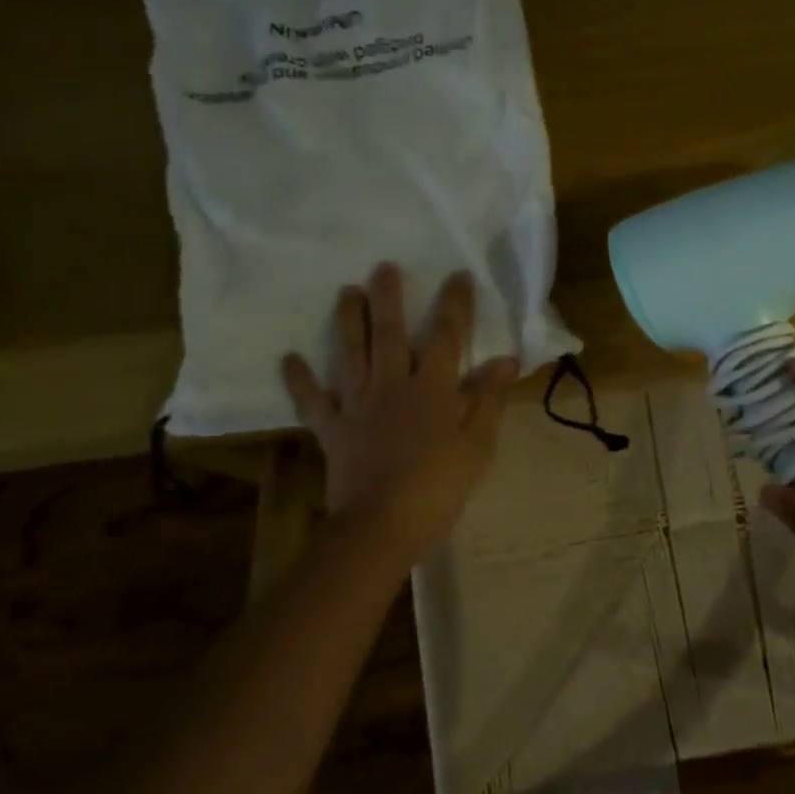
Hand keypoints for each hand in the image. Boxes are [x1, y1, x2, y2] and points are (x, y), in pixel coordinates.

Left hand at [282, 264, 518, 559]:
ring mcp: (357, 406)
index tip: (458, 274)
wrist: (382, 526)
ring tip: (346, 292)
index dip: (454, 305)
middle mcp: (392, 386)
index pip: (446, 337)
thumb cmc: (438, 485)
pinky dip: (300, 380)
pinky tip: (289, 358)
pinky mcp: (332, 430)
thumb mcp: (477, 443)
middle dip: (389, 299)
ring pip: (351, 355)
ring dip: (349, 322)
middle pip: (390, 335)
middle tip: (383, 267)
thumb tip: (505, 359)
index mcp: (432, 389)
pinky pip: (313, 401)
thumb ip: (488, 398)